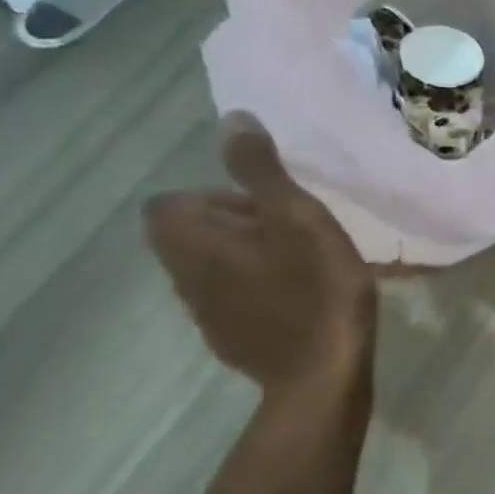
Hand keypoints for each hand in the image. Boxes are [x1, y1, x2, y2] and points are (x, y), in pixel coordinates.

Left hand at [144, 114, 375, 393]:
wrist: (323, 374)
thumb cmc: (314, 288)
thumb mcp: (297, 216)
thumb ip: (261, 170)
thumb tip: (231, 119)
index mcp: (192, 241)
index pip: (172, 202)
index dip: (217, 196)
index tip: (268, 207)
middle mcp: (184, 276)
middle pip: (194, 234)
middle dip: (239, 224)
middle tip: (297, 231)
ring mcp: (205, 313)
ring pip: (216, 267)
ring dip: (251, 256)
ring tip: (304, 262)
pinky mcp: (231, 339)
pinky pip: (235, 298)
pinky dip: (260, 288)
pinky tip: (302, 297)